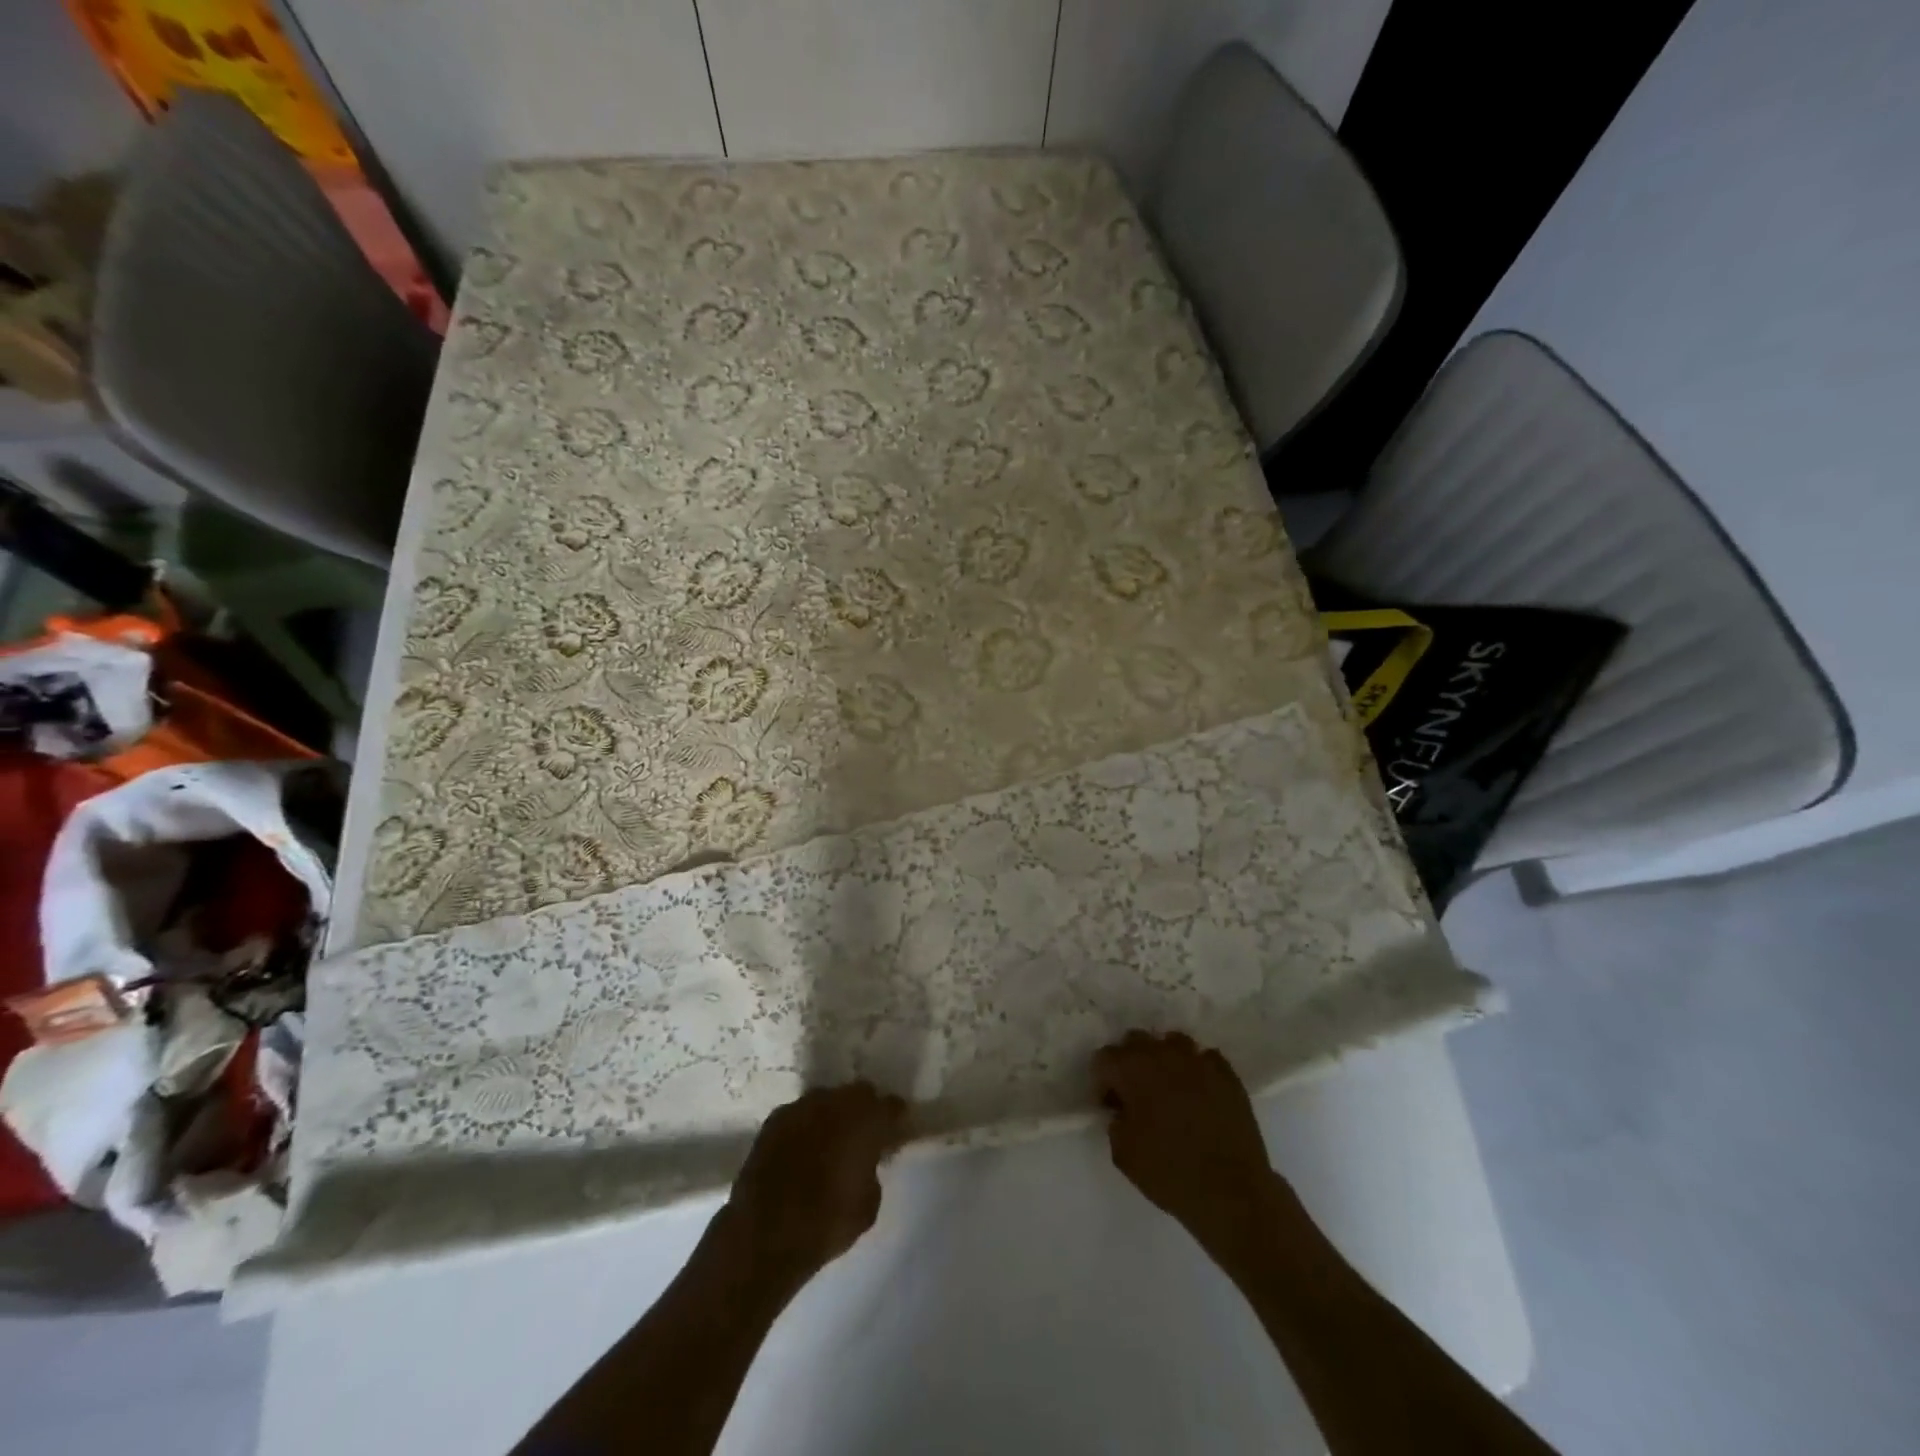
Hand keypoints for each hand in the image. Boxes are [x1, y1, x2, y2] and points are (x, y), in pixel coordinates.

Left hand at [723, 1082, 906, 1286]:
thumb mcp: (869, 1204)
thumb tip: (867, 1161)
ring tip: (831, 1143)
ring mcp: (802, 1106)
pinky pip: (801, 1115)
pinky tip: (803, 1151)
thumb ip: (873, 1170)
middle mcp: (835, 1102)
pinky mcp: (774, 1120)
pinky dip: (807, 1127)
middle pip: (859, 1094)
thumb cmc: (827, 1222)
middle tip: (864, 1136)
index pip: (892, 1105)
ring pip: (827, 1100)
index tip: (897, 1133)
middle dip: (864, 1110)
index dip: (896, 1119)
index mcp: (866, 1118)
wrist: (765, 1234)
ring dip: (833, 1116)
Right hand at [1093, 1031, 1283, 1262]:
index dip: (1102, 1082)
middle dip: (1130, 1063)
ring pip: (1171, 1043)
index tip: (1110, 1105)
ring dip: (1164, 1060)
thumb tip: (1124, 1109)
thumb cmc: (1170, 1173)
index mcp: (1132, 1069)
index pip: (1104, 1058)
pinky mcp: (1227, 1073)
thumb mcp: (1122, 1153)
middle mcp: (1163, 1053)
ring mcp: (1198, 1059)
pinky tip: (1199, 1094)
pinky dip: (1196, 1071)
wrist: (1232, 1192)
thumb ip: (1116, 1120)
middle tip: (1136, 1095)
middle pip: (1136, 1041)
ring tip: (1169, 1090)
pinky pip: (1204, 1059)